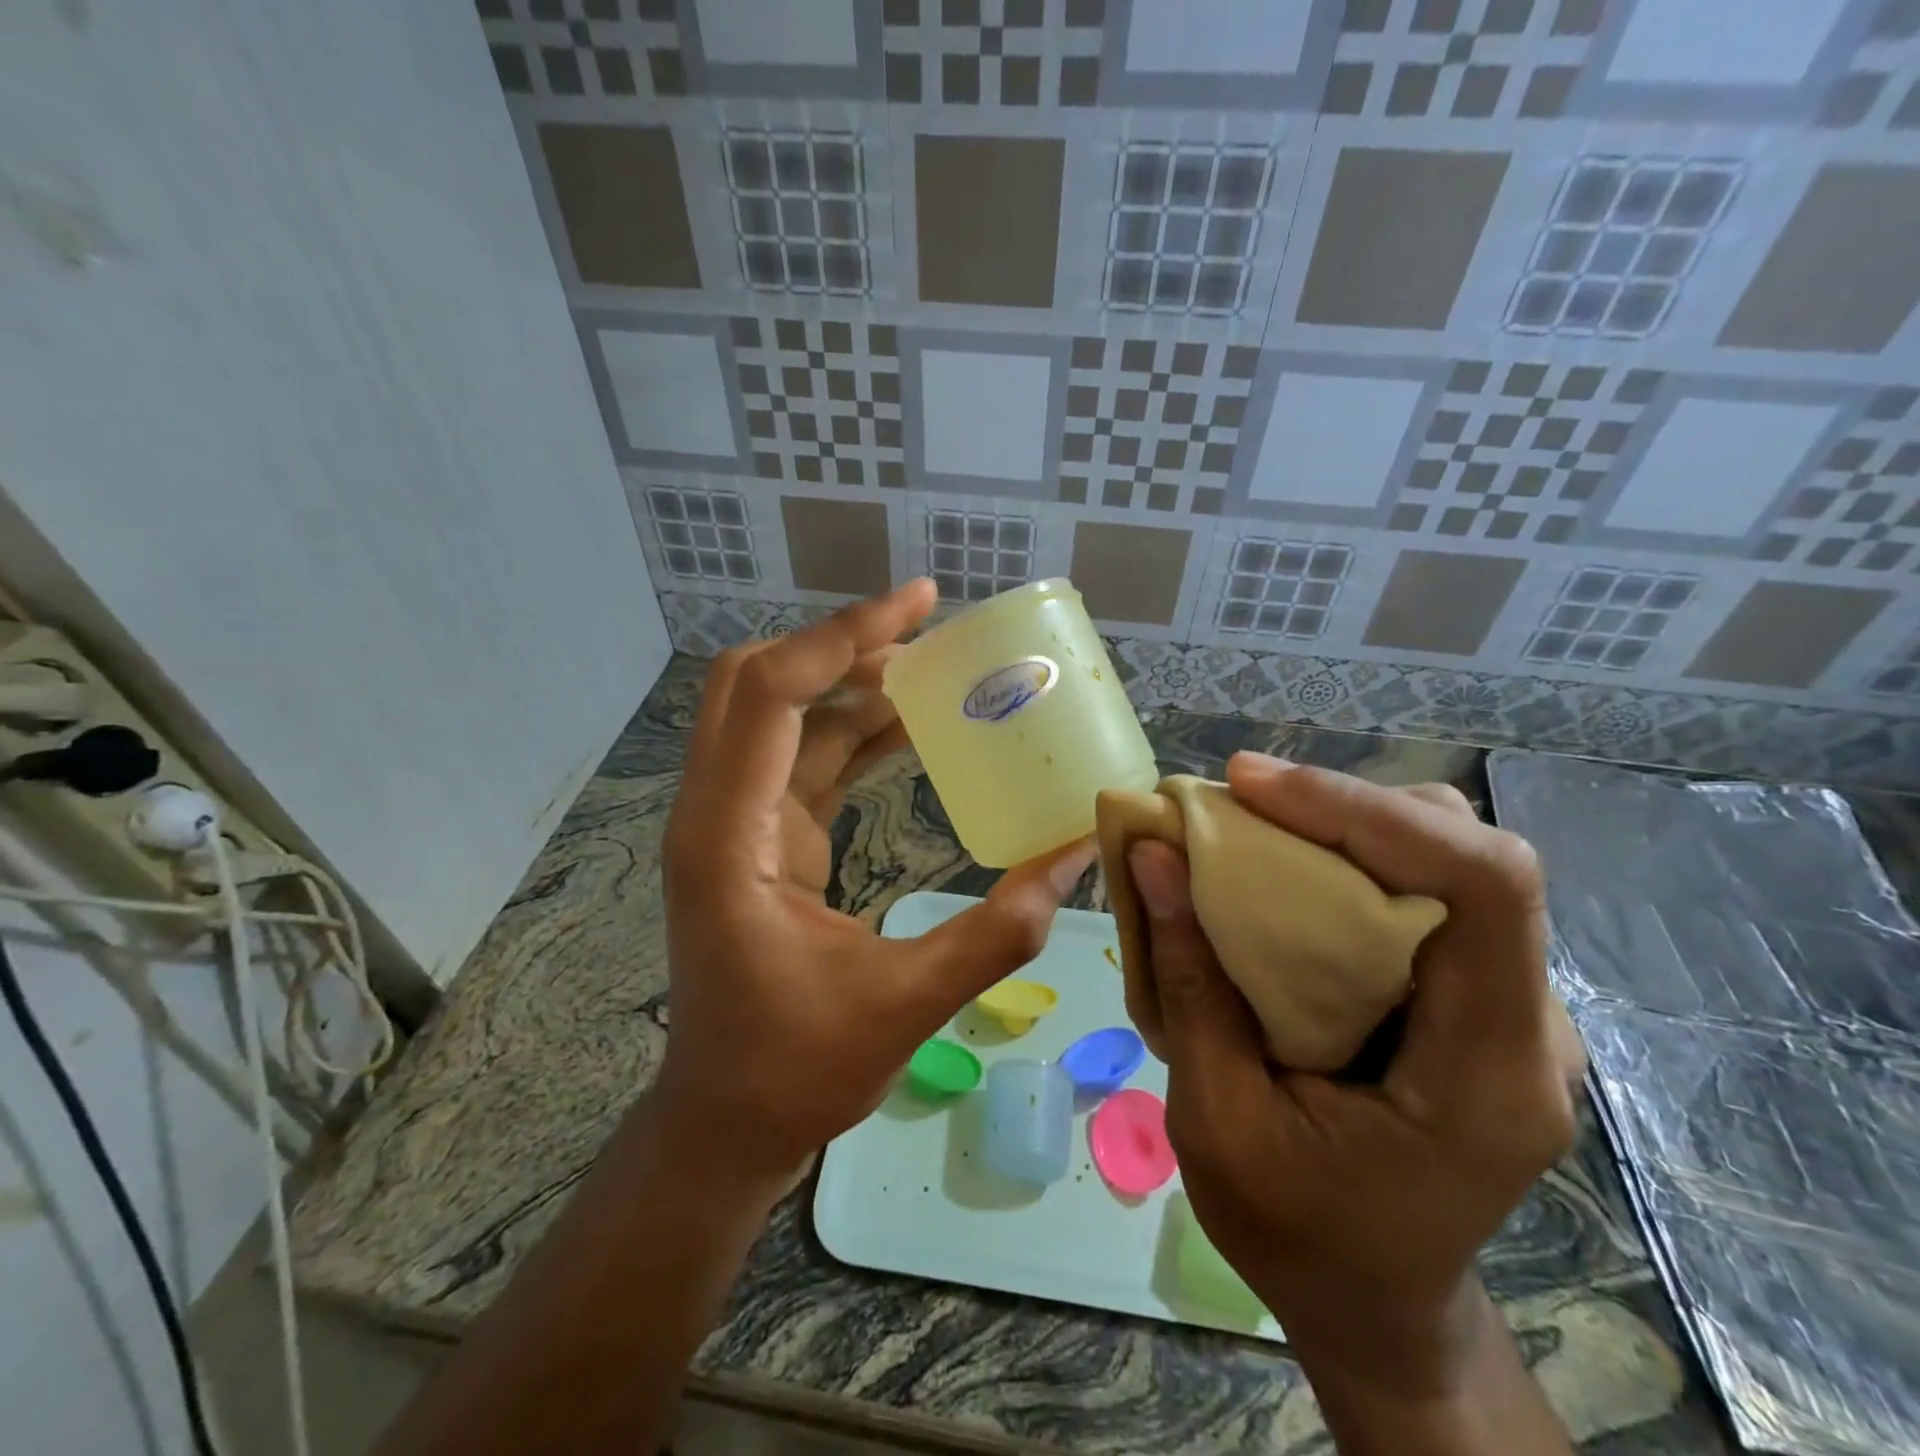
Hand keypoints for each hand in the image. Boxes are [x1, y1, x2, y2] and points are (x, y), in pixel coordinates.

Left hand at [651, 580, 1092, 1196]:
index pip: (770, 695)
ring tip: (934, 671)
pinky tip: (911, 728)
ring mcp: (734, 822)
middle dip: (840, 646)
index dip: (843, 638)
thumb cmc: (794, 1070)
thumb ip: (994, 934)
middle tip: (925, 633)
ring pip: (780, 715)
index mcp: (729, 838)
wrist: (725, 1122)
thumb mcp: (903, 1006)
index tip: (920, 603)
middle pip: (755, 683)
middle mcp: (717, 812)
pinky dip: (852, 730)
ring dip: (851, 684)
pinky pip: (802, 758)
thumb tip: (1074, 863)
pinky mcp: (760, 838)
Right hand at [1126, 754, 1584, 1397]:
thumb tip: (1154, 856)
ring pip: (1445, 860)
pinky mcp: (1467, 999)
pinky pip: (1420, 893)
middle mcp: (1525, 1023)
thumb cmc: (1297, 1235)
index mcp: (1488, 1070)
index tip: (1250, 786)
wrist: (1374, 1306)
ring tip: (1249, 824)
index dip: (1368, 809)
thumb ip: (1190, 984)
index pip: (1485, 884)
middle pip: (1467, 854)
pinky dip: (1345, 859)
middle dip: (1347, 806)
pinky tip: (1281, 871)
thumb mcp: (1216, 1123)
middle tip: (1237, 799)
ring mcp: (1504, 1008)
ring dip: (1344, 824)